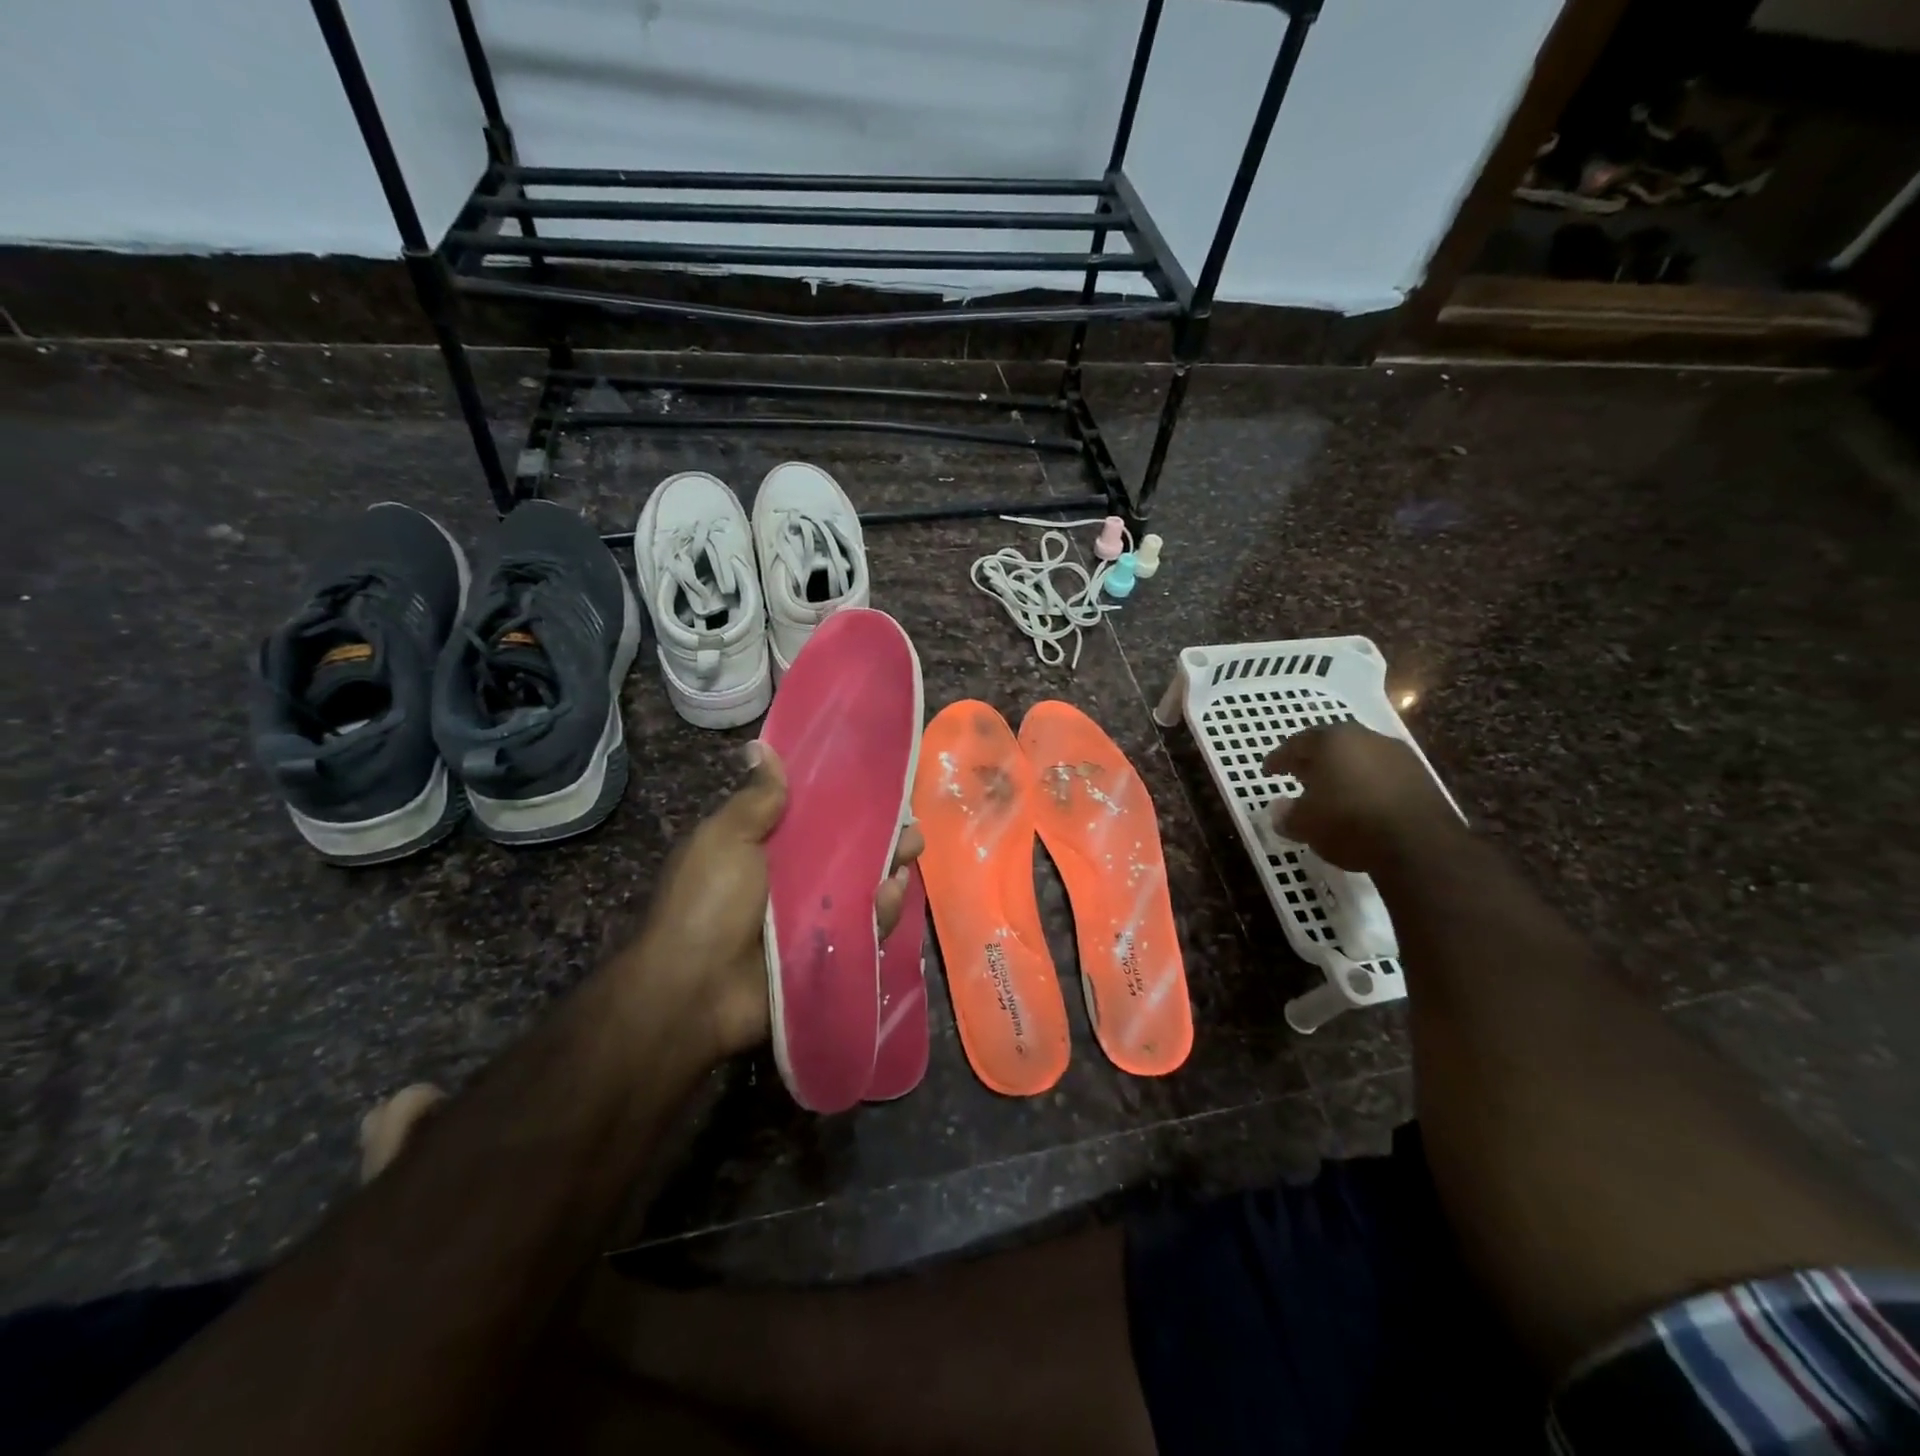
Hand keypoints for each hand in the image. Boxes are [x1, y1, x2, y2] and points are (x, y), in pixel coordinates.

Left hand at [621, 742, 924, 1058]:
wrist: (695, 989)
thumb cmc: (707, 903)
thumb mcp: (726, 839)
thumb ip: (756, 799)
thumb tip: (760, 747)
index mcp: (768, 847)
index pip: (816, 816)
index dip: (847, 799)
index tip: (879, 781)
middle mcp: (794, 880)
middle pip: (849, 851)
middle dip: (883, 834)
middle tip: (909, 822)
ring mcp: (814, 917)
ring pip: (863, 886)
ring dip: (890, 866)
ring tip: (911, 847)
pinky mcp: (830, 950)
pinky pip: (865, 926)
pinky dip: (883, 910)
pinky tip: (894, 891)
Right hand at [1263, 723, 1462, 873]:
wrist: (1419, 845)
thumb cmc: (1348, 823)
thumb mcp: (1304, 824)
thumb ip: (1286, 814)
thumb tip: (1279, 809)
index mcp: (1331, 740)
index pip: (1295, 744)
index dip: (1278, 759)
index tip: (1267, 771)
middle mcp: (1365, 738)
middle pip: (1330, 745)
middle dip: (1312, 761)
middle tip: (1298, 776)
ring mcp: (1398, 755)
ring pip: (1359, 758)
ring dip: (1342, 772)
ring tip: (1331, 793)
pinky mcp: (1422, 776)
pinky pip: (1382, 775)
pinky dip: (1366, 785)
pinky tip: (1361, 804)